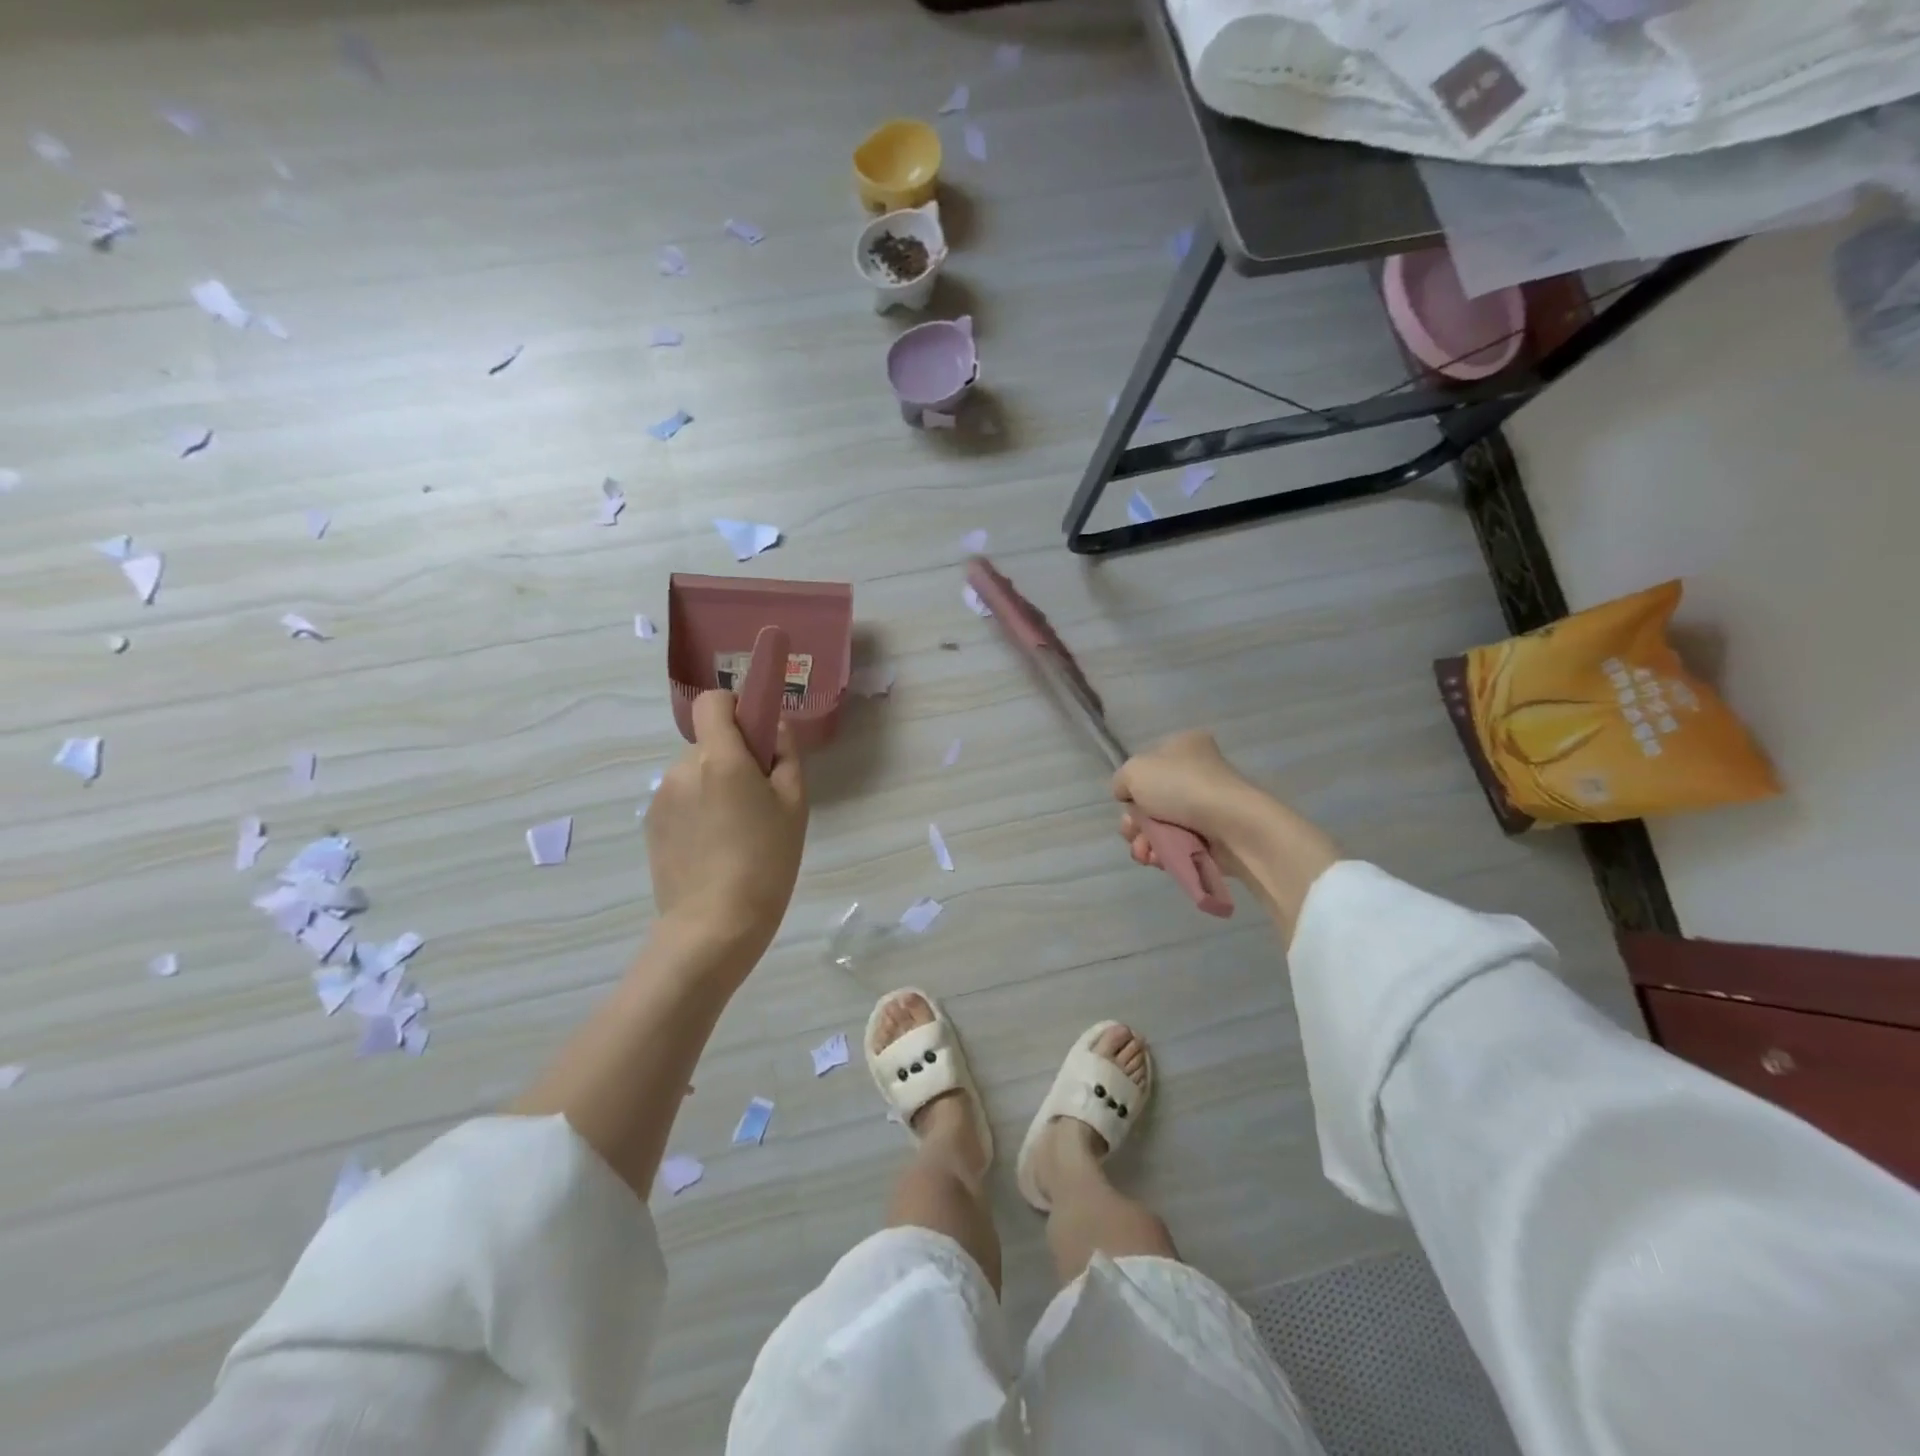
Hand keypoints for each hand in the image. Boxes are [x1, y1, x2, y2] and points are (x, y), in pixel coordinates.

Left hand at [645, 691, 807, 958]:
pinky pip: (681, 800)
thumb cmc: (766, 861)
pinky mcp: (651, 825)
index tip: (756, 736)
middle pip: (710, 743)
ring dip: (715, 787)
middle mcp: (682, 768)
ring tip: (736, 832)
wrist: (715, 925)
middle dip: (733, 759)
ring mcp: (661, 798)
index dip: (735, 707)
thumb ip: (786, 755)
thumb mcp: (794, 805)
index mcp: (719, 757)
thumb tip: (774, 727)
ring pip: (695, 774)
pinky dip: (698, 811)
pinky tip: (714, 848)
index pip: (713, 701)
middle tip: (758, 802)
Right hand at [1111, 732, 1337, 917]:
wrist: (1232, 825)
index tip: (1127, 802)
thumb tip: (1127, 796)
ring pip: (1160, 827)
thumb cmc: (1181, 787)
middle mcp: (1196, 773)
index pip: (1146, 767)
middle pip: (1149, 801)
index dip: (1132, 787)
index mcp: (1183, 746)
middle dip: (1134, 822)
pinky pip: (1177, 846)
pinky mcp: (1212, 837)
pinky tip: (1158, 860)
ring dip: (1144, 842)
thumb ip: (1121, 781)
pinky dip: (1163, 854)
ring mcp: (1206, 806)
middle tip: (1133, 831)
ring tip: (1145, 853)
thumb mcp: (1134, 771)